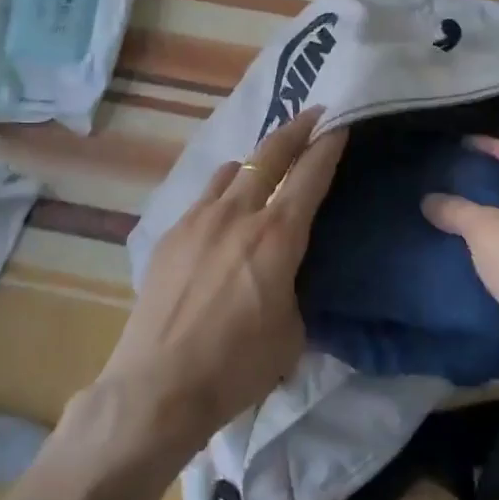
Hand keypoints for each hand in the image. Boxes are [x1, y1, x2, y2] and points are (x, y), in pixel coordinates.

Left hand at [86, 108, 345, 466]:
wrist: (158, 385)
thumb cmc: (237, 366)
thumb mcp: (292, 332)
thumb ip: (295, 286)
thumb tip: (288, 272)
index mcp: (277, 236)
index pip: (310, 175)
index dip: (328, 145)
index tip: (340, 123)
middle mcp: (238, 214)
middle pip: (269, 154)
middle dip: (294, 129)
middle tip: (311, 114)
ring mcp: (198, 220)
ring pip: (231, 169)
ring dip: (255, 159)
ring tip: (266, 161)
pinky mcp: (170, 235)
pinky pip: (204, 197)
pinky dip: (223, 190)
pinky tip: (224, 208)